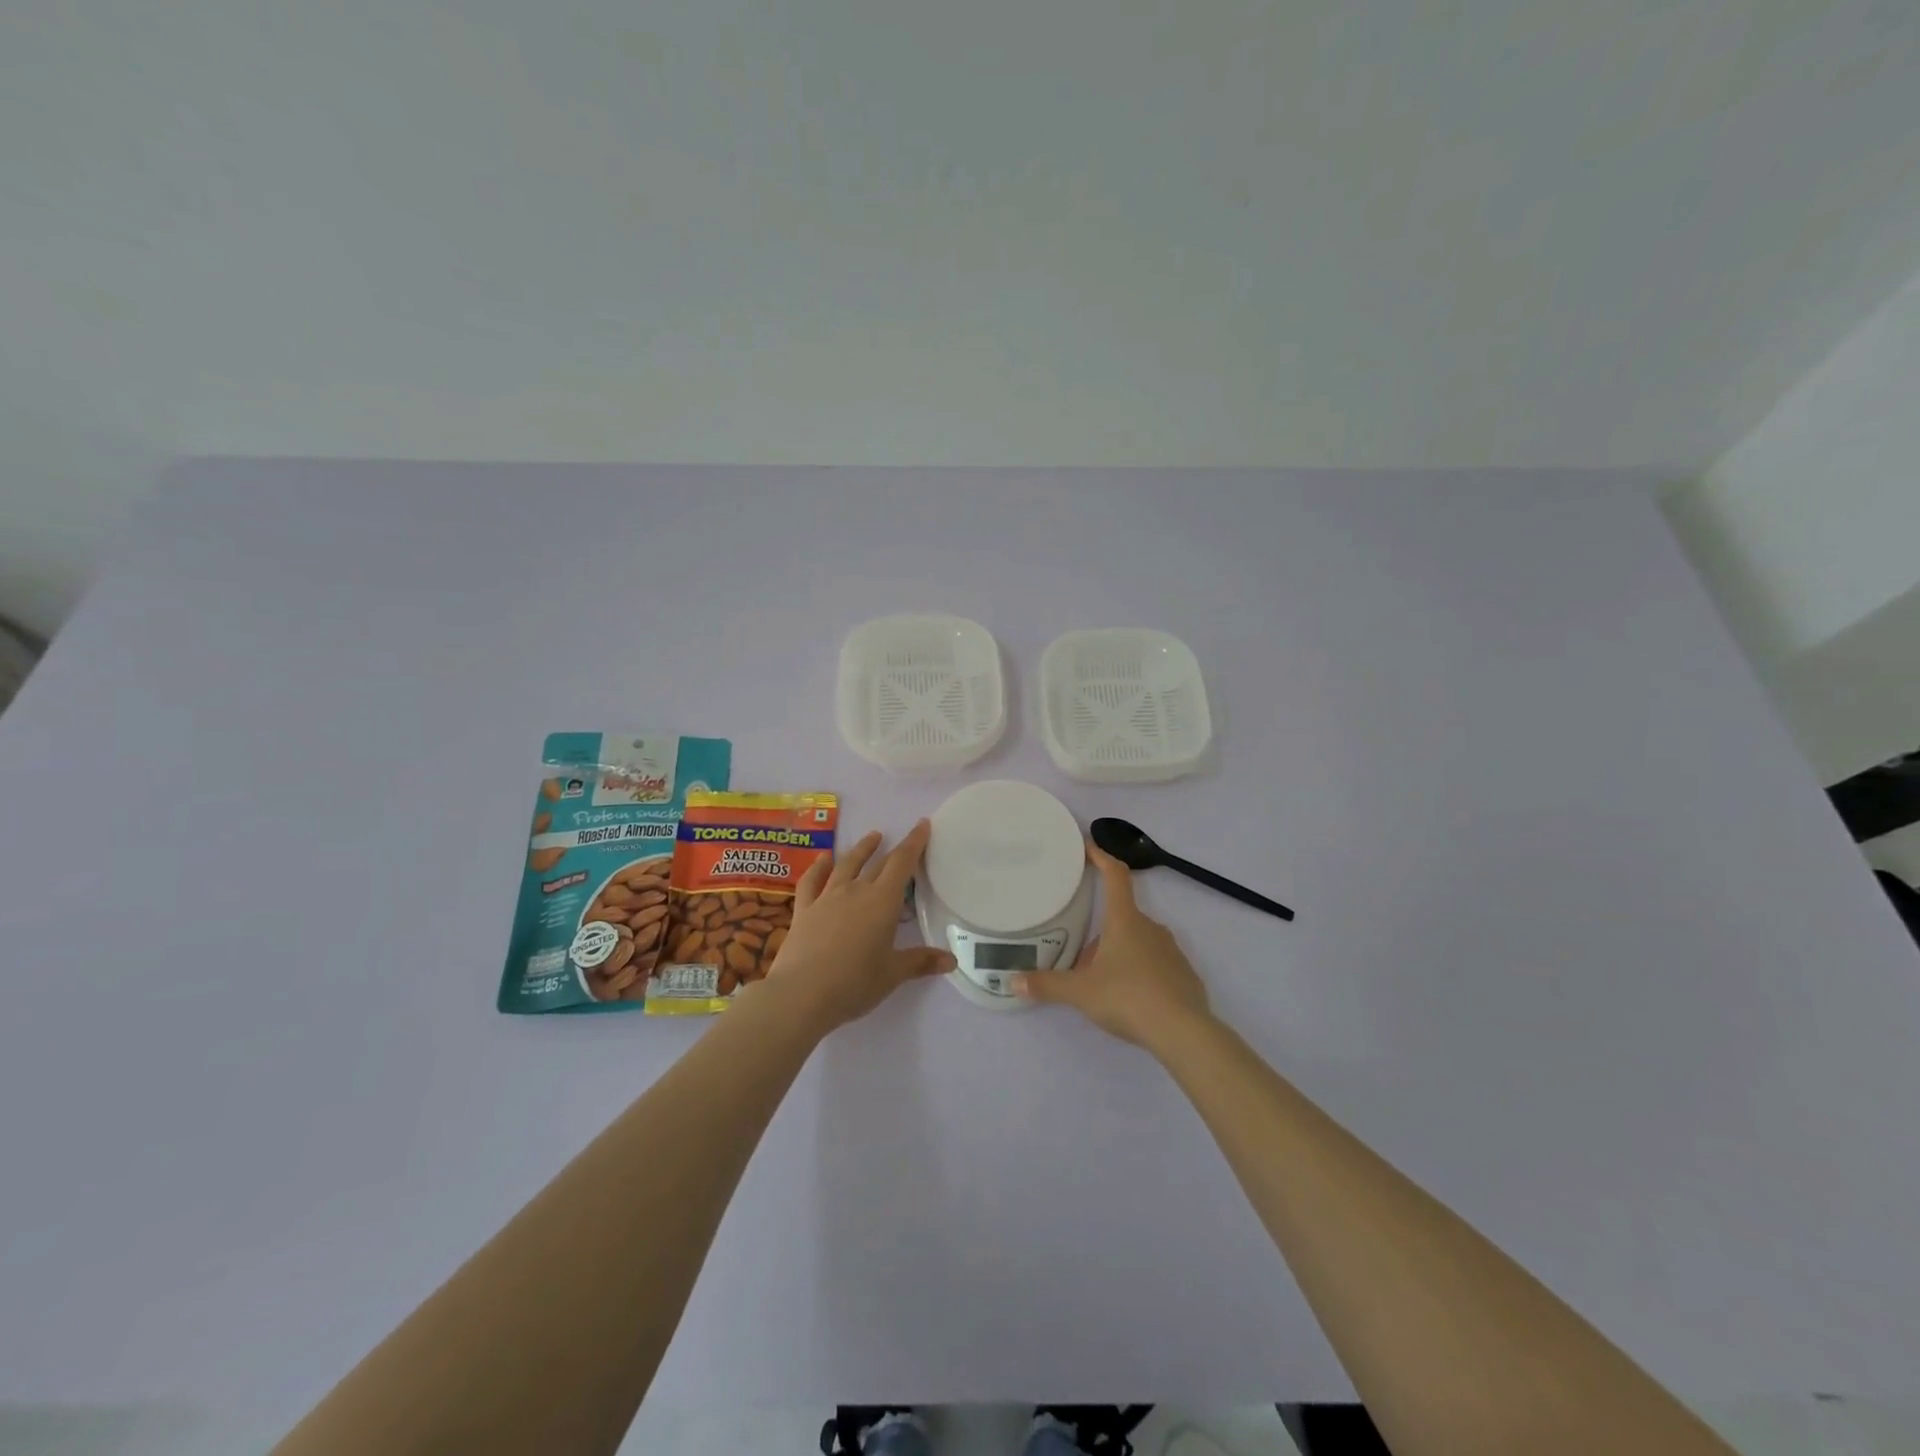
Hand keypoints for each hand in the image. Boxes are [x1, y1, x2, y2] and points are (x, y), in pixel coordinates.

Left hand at [759, 819, 953, 1030]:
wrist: (800, 994)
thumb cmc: (854, 983)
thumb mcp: (892, 974)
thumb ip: (920, 962)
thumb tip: (952, 961)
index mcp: (882, 902)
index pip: (902, 863)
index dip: (914, 842)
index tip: (922, 824)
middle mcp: (856, 891)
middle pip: (879, 864)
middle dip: (894, 849)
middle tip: (904, 839)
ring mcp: (827, 897)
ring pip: (847, 865)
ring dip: (861, 849)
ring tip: (871, 837)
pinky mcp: (804, 909)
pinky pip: (812, 881)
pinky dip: (819, 867)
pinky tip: (823, 859)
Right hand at [1012, 842, 1210, 1048]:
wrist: (1183, 1032)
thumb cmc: (1128, 998)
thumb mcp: (1081, 992)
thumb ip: (1047, 985)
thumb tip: (1014, 982)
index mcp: (1125, 920)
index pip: (1115, 875)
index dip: (1101, 856)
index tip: (1087, 847)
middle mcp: (1150, 927)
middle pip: (1121, 917)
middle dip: (1099, 933)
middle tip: (1079, 958)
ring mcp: (1171, 949)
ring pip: (1137, 942)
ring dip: (1118, 954)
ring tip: (1101, 983)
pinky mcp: (1183, 973)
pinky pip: (1155, 964)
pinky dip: (1139, 974)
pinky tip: (1130, 1000)